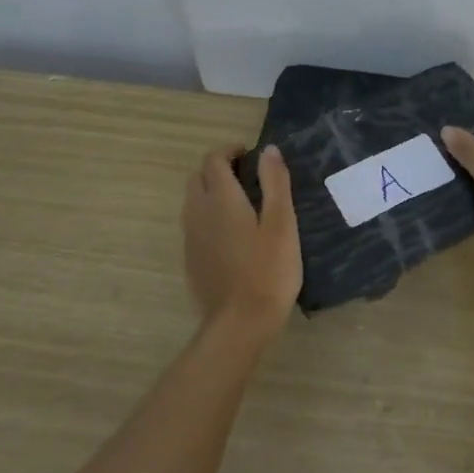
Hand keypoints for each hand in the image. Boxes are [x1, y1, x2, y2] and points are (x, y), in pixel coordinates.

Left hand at [183, 145, 301, 336]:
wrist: (240, 323)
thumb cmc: (268, 270)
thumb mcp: (282, 223)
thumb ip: (275, 182)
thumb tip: (268, 149)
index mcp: (221, 199)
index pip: (214, 160)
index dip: (230, 151)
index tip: (251, 154)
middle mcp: (199, 213)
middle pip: (198, 178)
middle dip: (218, 169)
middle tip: (247, 176)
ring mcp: (191, 238)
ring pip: (193, 201)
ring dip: (211, 192)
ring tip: (241, 203)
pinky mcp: (191, 259)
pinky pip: (195, 225)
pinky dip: (209, 216)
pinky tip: (232, 234)